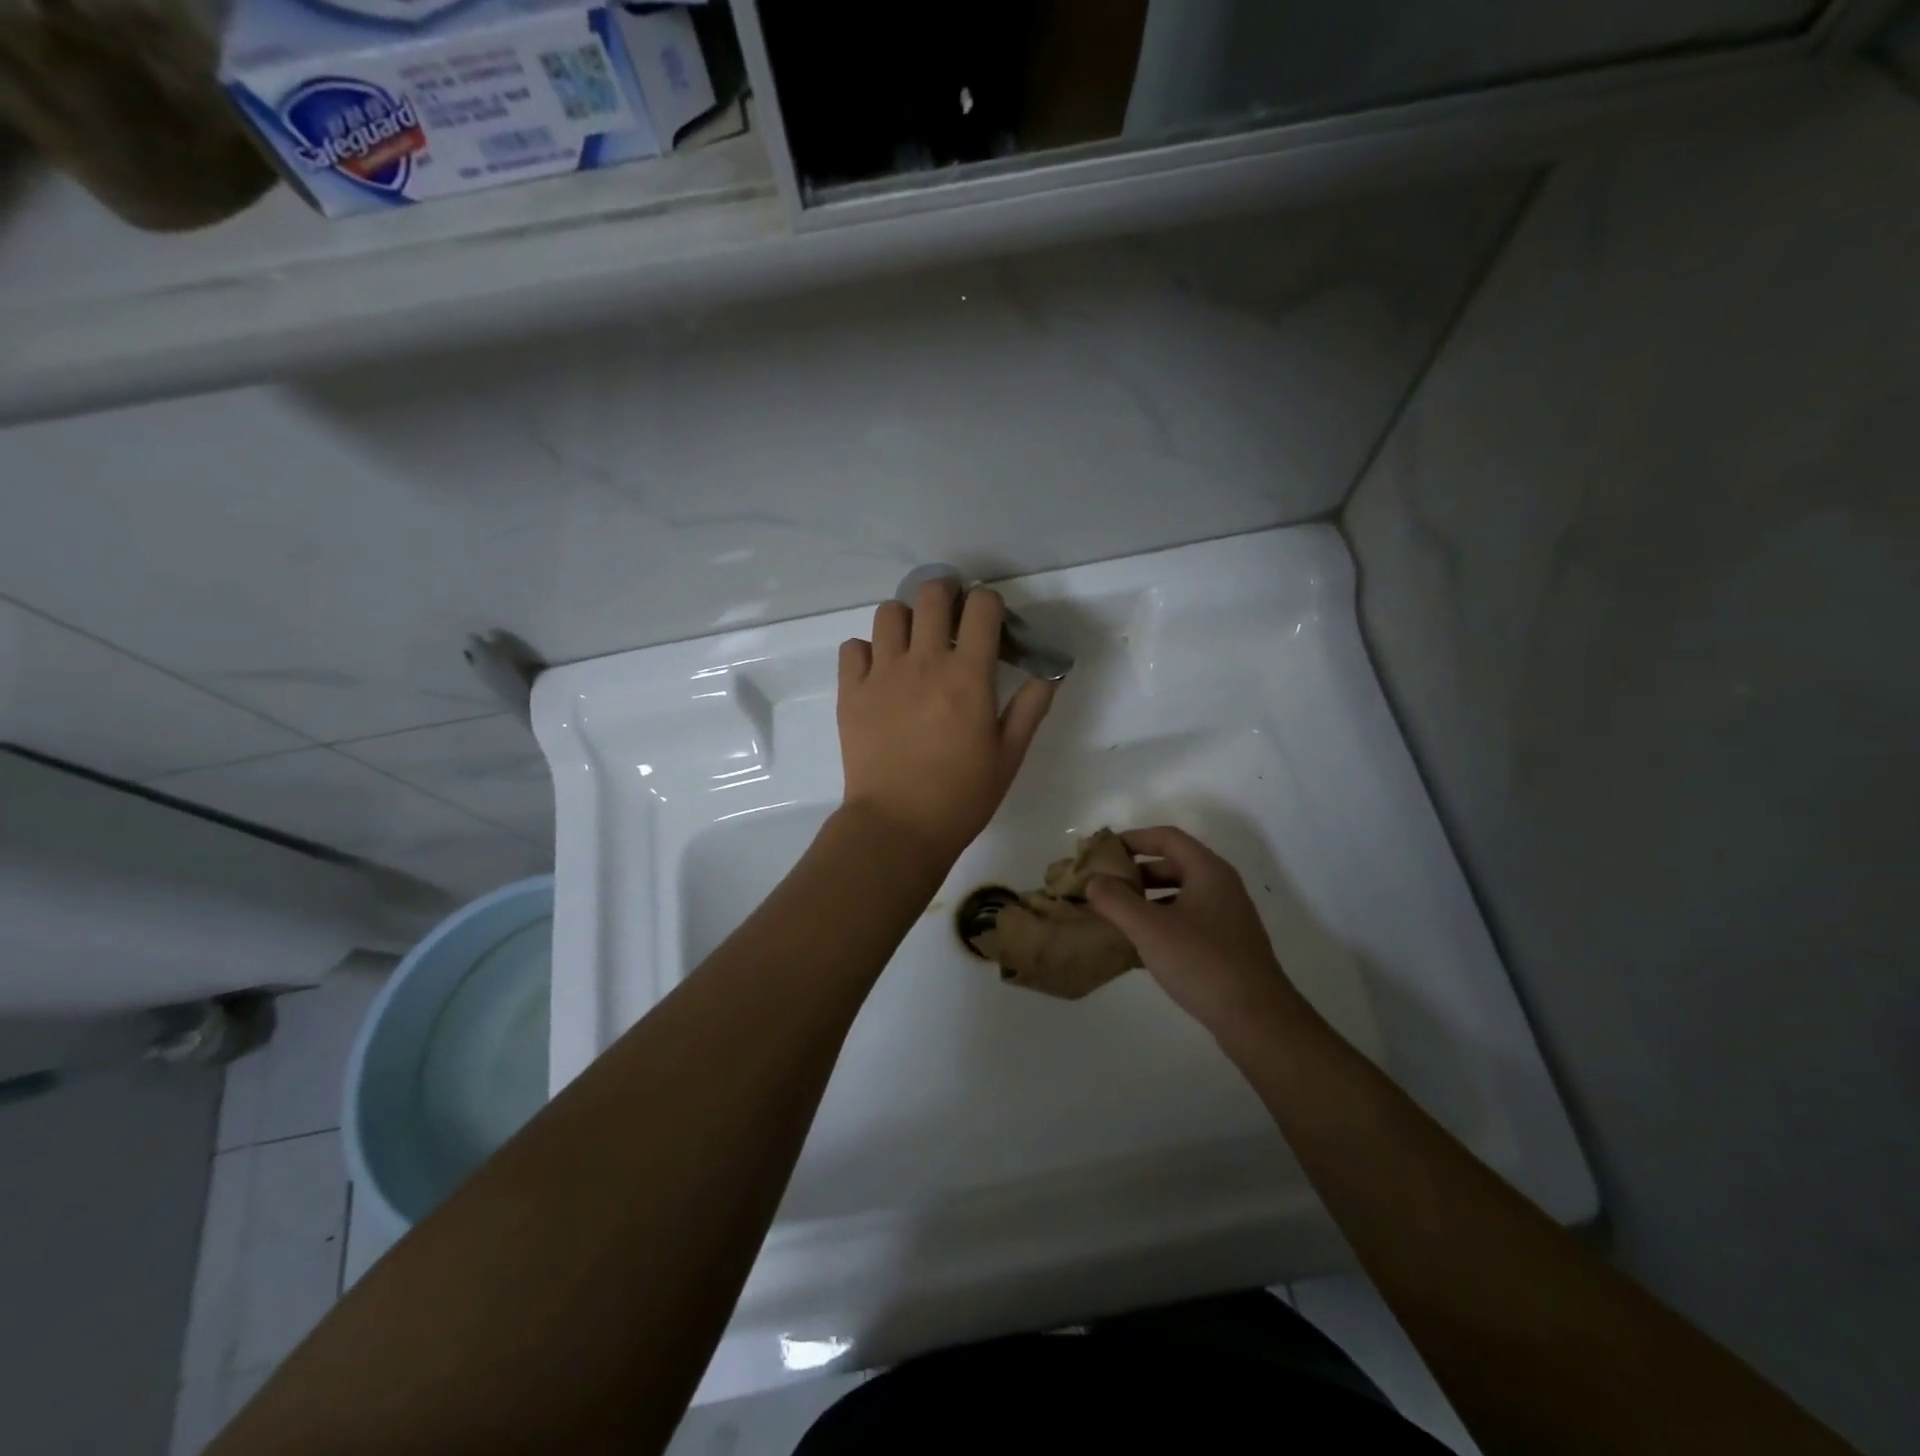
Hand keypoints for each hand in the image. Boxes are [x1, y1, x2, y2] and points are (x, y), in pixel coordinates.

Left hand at [838, 579, 1055, 866]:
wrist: (898, 826)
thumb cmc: (961, 796)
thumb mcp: (1009, 755)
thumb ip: (1031, 708)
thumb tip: (1049, 673)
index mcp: (968, 675)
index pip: (982, 606)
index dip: (989, 603)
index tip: (990, 621)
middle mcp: (924, 661)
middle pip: (930, 593)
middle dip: (946, 593)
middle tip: (951, 616)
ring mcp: (882, 673)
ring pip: (888, 613)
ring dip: (906, 619)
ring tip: (913, 643)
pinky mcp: (850, 692)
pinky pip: (853, 647)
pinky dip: (867, 651)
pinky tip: (879, 673)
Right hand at [1085, 826, 1305, 1032]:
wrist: (1257, 1019)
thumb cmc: (1201, 962)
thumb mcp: (1149, 928)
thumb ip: (1115, 900)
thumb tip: (1093, 881)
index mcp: (1208, 871)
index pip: (1166, 837)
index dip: (1133, 839)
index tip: (1102, 851)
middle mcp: (1221, 886)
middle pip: (1172, 864)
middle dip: (1135, 872)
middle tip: (1103, 885)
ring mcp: (1227, 917)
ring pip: (1179, 895)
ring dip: (1146, 899)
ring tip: (1114, 914)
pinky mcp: (1226, 945)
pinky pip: (1186, 920)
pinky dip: (1161, 922)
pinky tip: (1139, 944)